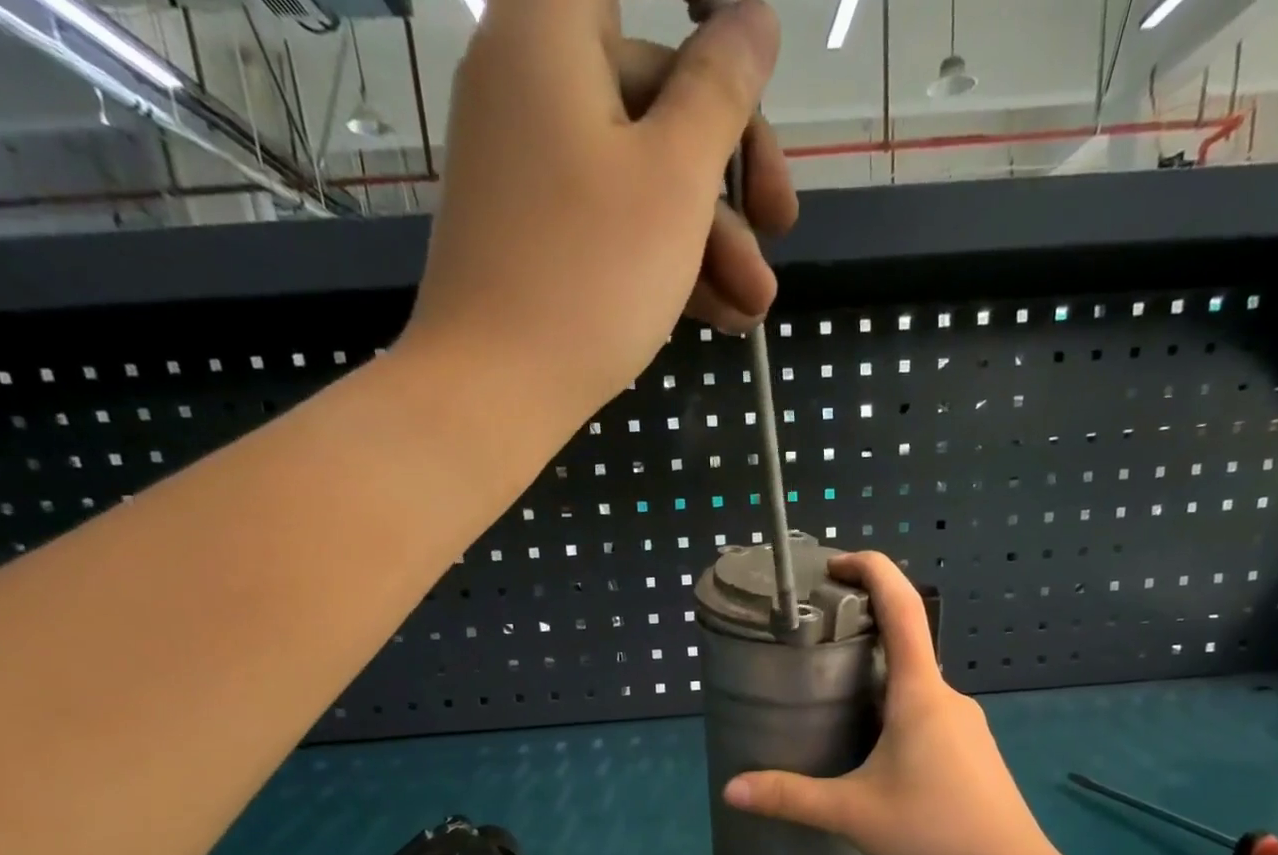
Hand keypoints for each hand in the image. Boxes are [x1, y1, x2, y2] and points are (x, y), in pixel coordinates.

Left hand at [409, 0, 795, 462]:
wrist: (494, 393)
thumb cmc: (589, 275)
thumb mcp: (675, 180)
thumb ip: (721, 92)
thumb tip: (754, 19)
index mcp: (551, 32)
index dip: (704, 13)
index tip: (748, 63)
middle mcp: (531, 84)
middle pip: (654, 95)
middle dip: (730, 174)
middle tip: (784, 229)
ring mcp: (529, 170)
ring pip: (640, 176)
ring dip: (710, 239)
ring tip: (754, 307)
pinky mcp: (535, 238)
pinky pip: (611, 224)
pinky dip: (665, 261)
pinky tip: (720, 316)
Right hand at [722, 554, 1060, 854]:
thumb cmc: (935, 830)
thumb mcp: (852, 814)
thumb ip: (790, 797)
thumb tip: (731, 788)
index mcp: (920, 692)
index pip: (902, 606)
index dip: (872, 570)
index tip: (836, 564)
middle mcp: (947, 696)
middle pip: (905, 645)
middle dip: (858, 637)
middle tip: (811, 650)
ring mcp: (965, 724)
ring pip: (914, 686)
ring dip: (876, 682)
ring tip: (831, 705)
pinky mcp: (971, 750)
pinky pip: (927, 713)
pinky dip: (895, 712)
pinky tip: (874, 752)